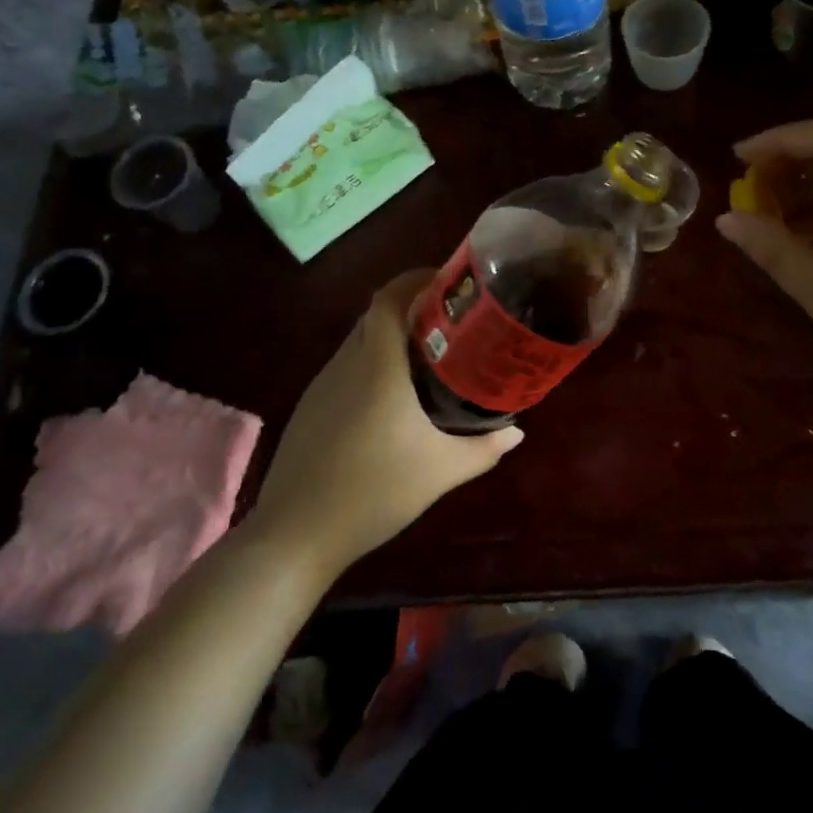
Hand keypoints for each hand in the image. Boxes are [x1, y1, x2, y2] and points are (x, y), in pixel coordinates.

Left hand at [248, 271, 522, 572]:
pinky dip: (372, 364)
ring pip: (359, 341)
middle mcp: (346, 363)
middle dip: (411, 308)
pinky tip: (391, 399)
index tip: (448, 282)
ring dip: (390, 337)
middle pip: (376, 314)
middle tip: (451, 323)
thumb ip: (484, 449)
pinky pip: (346, 367)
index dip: (416, 279)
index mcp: (377, 365)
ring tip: (428, 357)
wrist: (296, 533)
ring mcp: (322, 384)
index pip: (390, 298)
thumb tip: (517, 433)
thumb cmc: (374, 491)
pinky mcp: (310, 407)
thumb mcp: (441, 471)